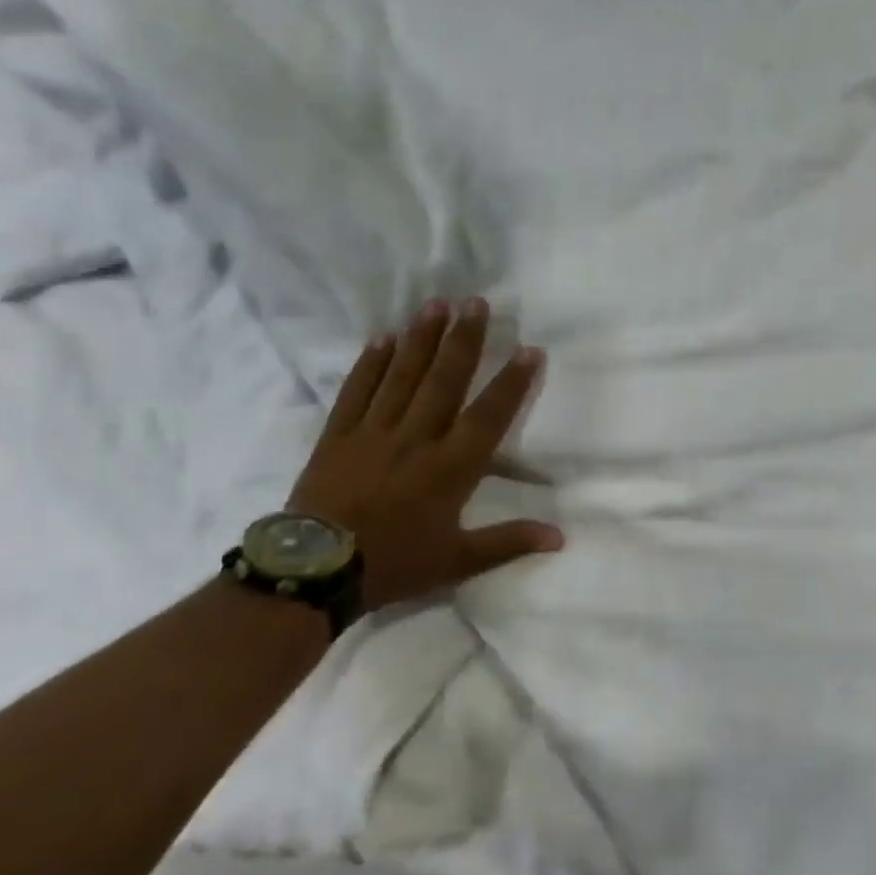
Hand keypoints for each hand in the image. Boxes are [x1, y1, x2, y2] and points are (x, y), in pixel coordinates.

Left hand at [289, 299, 563, 609]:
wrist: (315, 572)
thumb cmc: (394, 564)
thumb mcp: (457, 561)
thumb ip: (509, 542)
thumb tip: (560, 537)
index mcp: (450, 467)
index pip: (488, 415)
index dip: (511, 382)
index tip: (529, 349)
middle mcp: (416, 439)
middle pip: (444, 381)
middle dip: (464, 340)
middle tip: (477, 302)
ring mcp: (373, 432)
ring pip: (402, 376)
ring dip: (421, 339)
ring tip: (436, 304)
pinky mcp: (337, 435)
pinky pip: (356, 391)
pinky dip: (370, 363)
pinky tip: (383, 337)